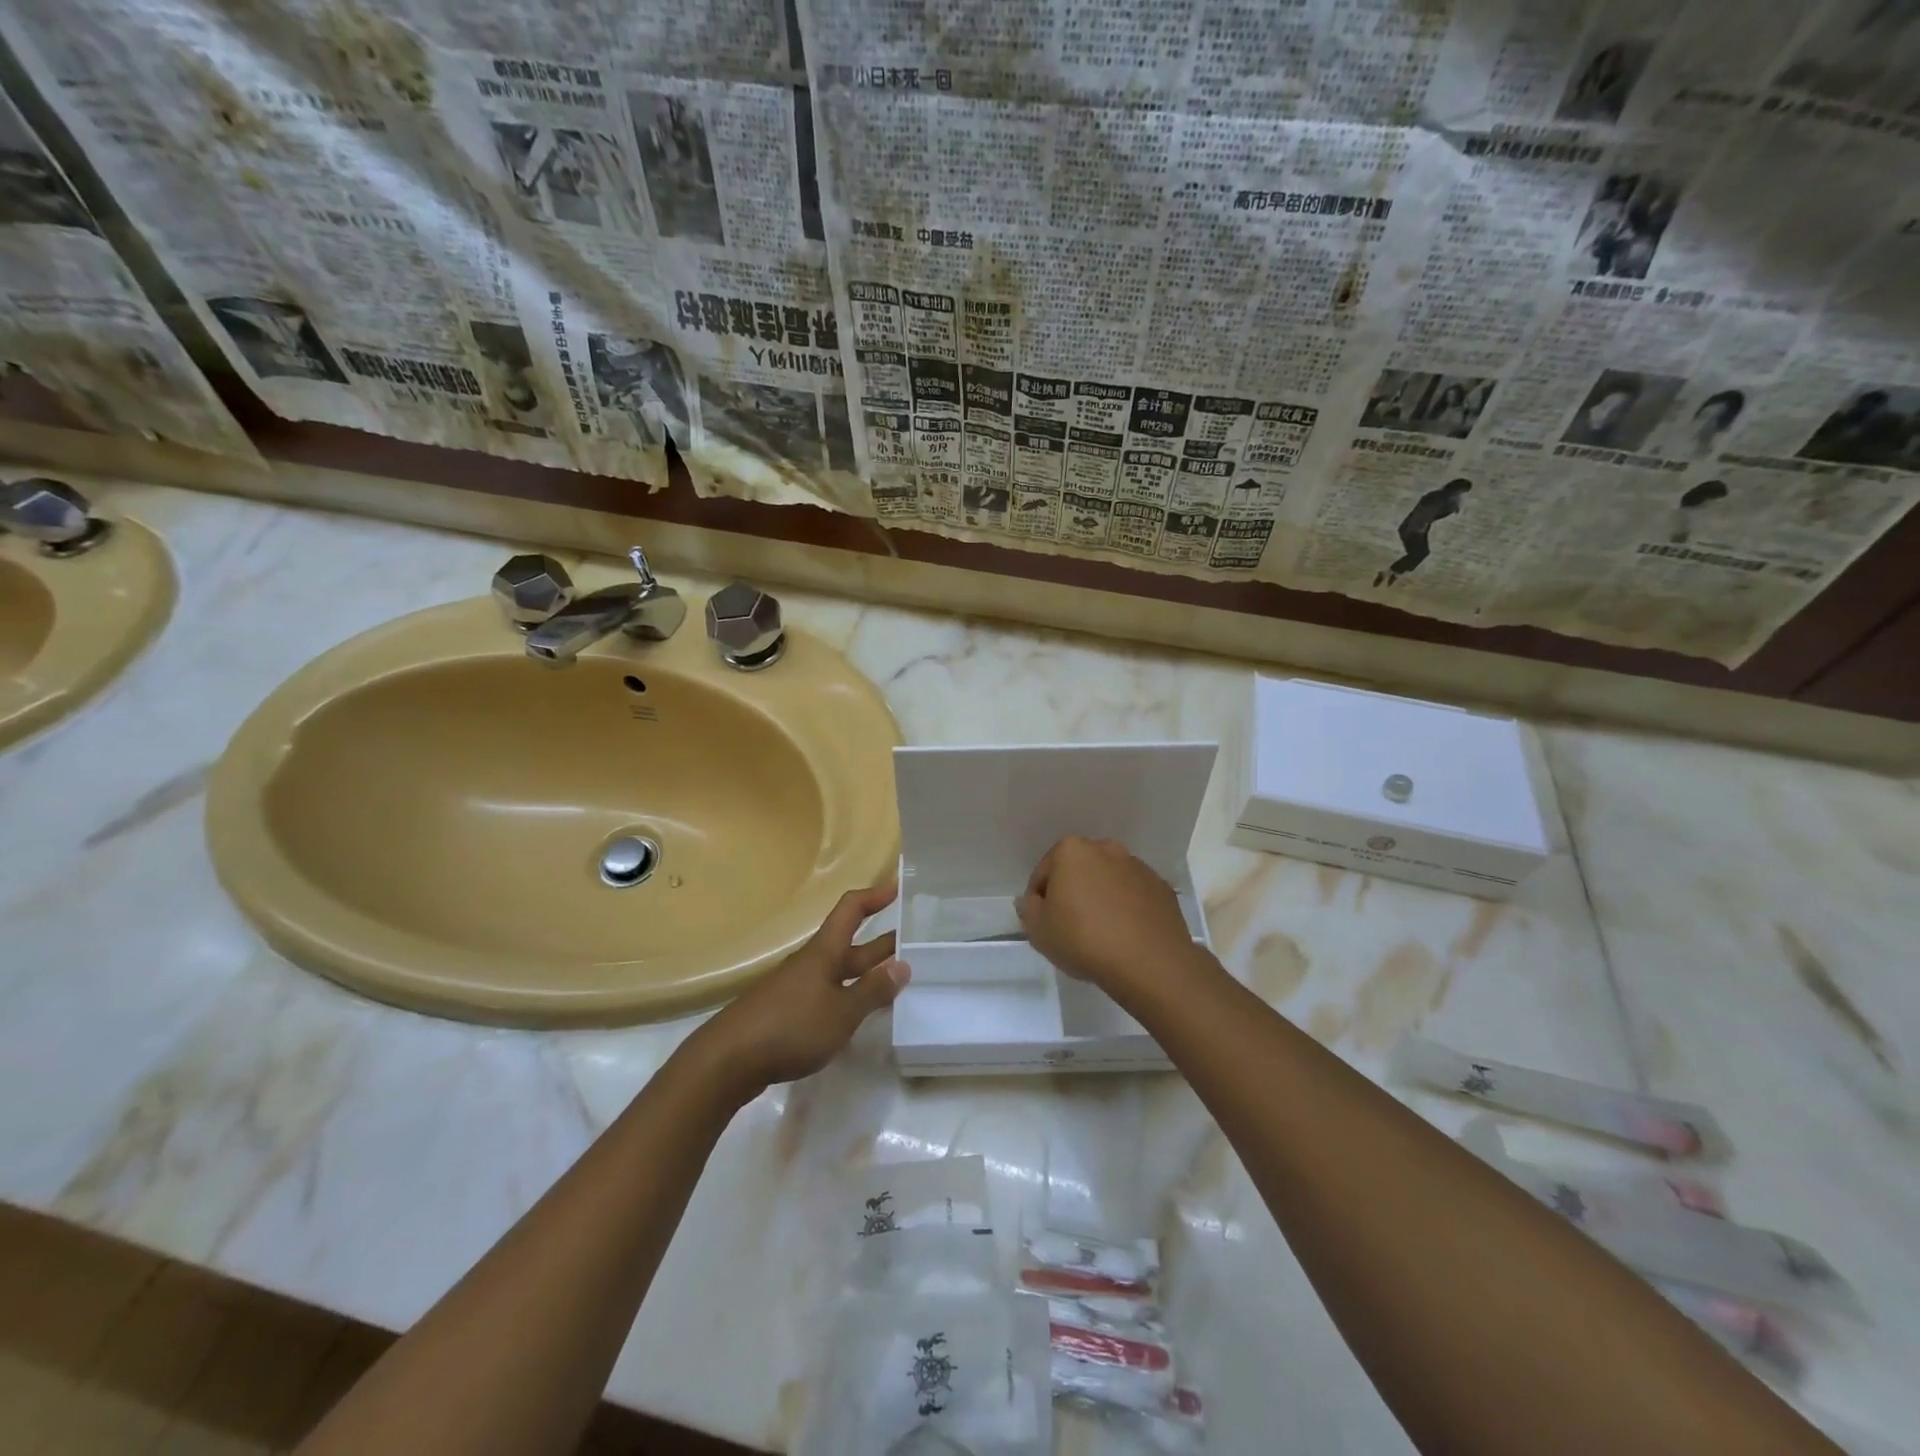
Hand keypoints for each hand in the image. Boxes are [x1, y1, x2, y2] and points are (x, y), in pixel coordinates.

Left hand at [696, 881, 909, 1101]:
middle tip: (914, 943)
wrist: (728, 1061)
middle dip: (881, 943)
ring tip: (897, 981)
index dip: (874, 896)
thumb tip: (903, 964)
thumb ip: (872, 990)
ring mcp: (797, 988)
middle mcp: (811, 963)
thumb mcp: (841, 1012)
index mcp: (824, 953)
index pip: (851, 910)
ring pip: (840, 973)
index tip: (898, 888)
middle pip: (849, 944)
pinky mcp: (787, 1013)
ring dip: (867, 973)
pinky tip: (860, 1016)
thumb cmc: (790, 1027)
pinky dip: (849, 998)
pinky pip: (827, 995)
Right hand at [1016, 836, 1215, 1003]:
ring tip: (1101, 934)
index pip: (1044, 872)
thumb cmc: (1083, 940)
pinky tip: (1126, 936)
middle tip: (1070, 926)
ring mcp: (1138, 867)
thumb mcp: (1038, 930)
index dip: (1039, 899)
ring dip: (1102, 898)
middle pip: (1079, 871)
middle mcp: (1106, 849)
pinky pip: (1135, 897)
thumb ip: (1028, 909)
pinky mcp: (1162, 889)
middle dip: (1073, 892)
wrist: (1149, 963)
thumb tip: (1032, 900)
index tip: (1043, 923)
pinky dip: (1128, 909)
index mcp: (1072, 851)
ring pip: (1109, 881)